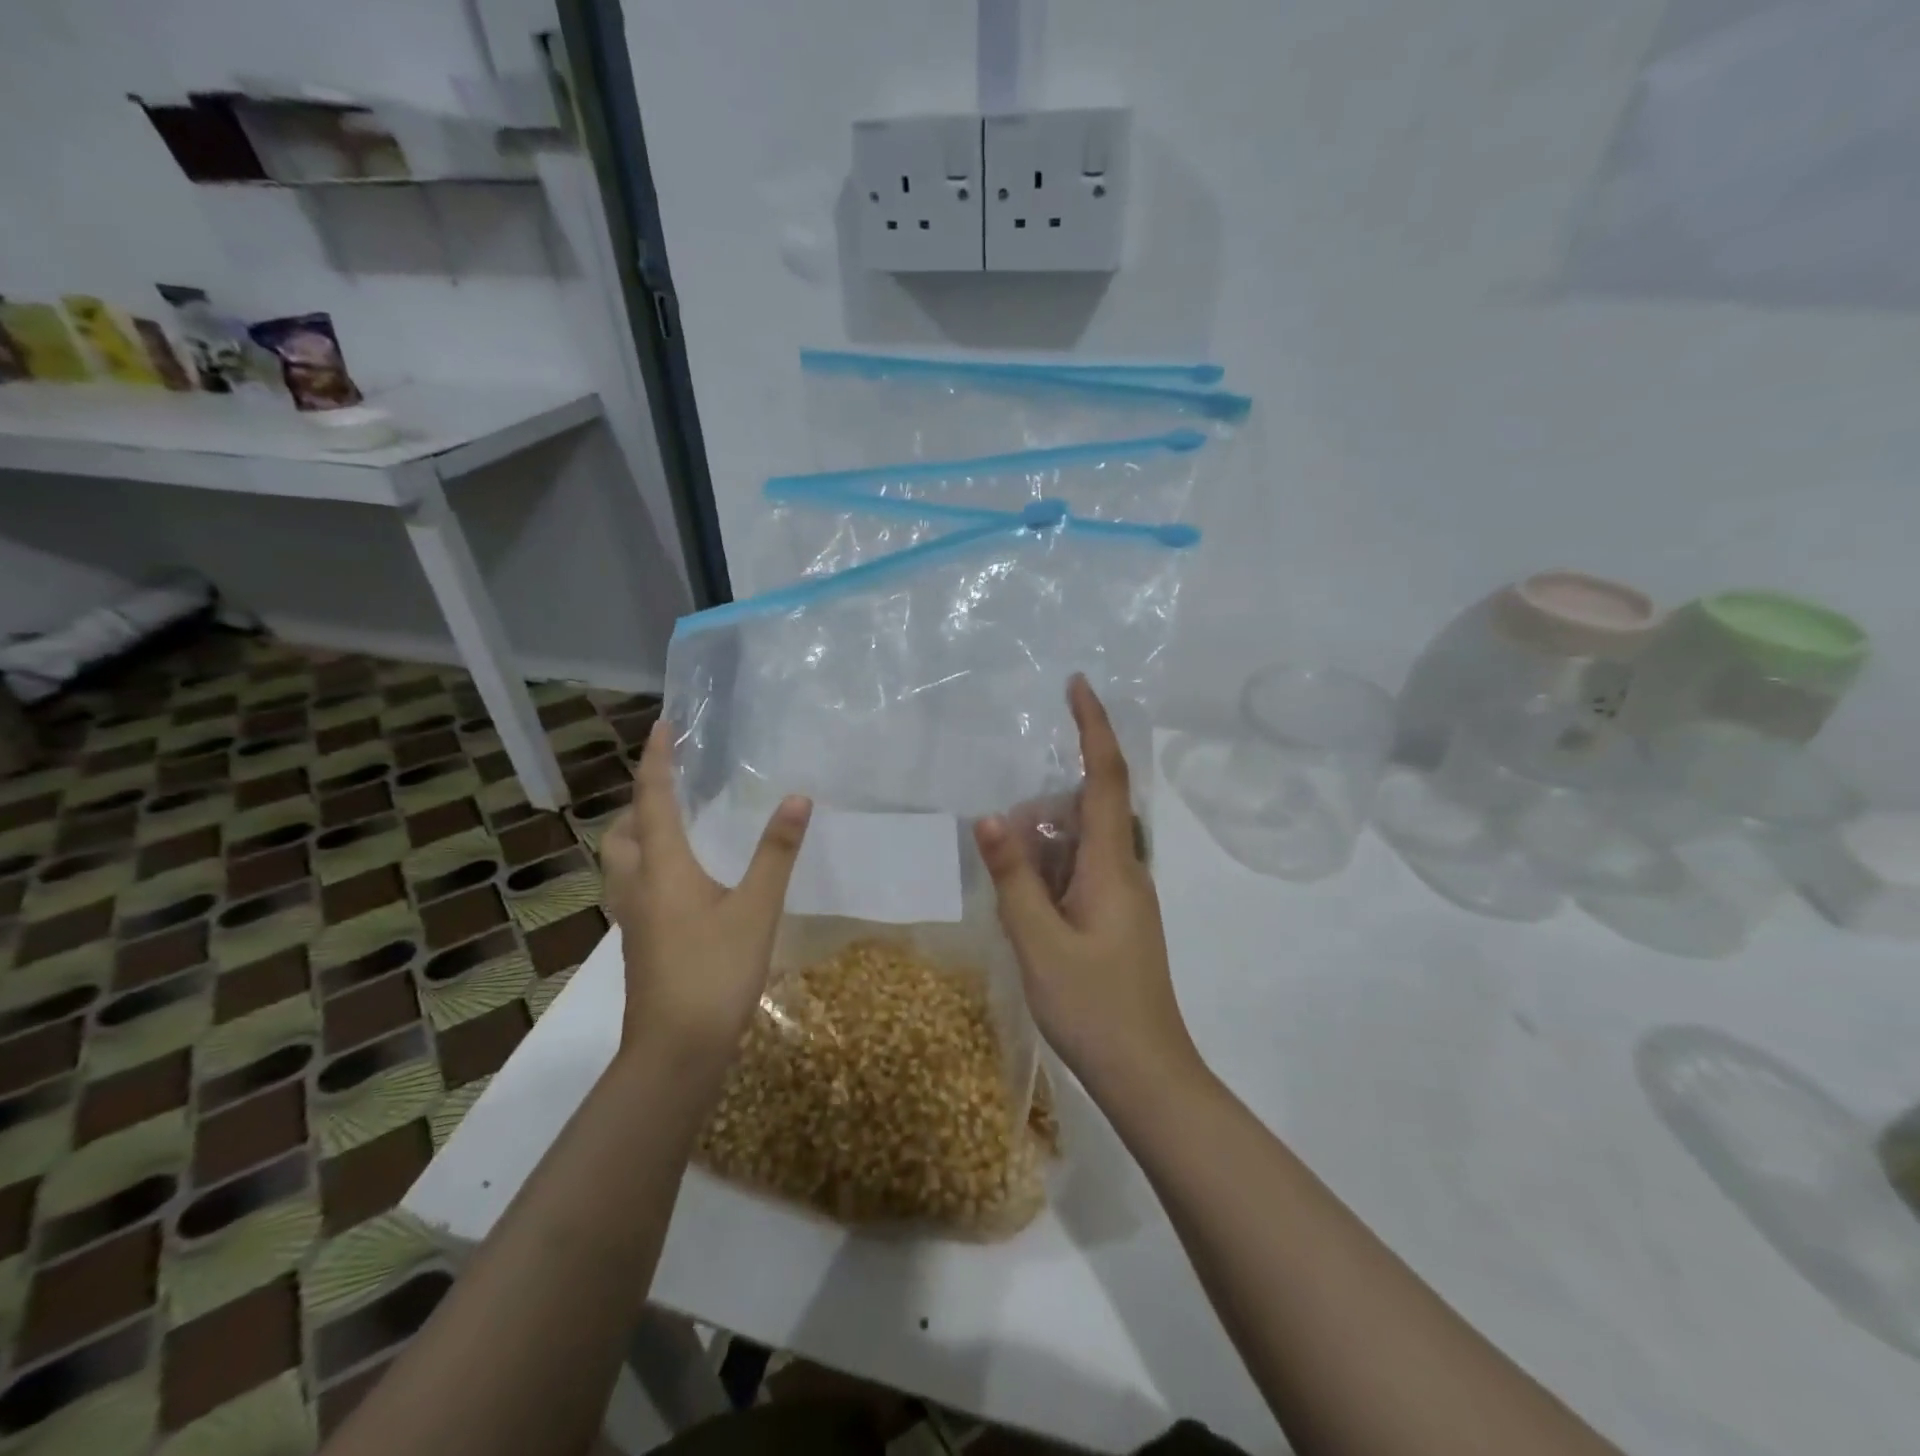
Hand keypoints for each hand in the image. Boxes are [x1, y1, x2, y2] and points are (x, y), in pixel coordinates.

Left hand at [599, 720, 811, 1073]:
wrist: (676, 1049)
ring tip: (674, 827)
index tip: (661, 726)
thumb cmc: (716, 971)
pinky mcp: (639, 941)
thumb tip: (796, 798)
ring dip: (637, 834)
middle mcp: (637, 885)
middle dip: (639, 801)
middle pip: (621, 831)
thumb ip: (776, 852)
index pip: (653, 799)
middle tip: (672, 787)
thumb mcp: (757, 908)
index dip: (657, 760)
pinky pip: (632, 886)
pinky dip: (646, 865)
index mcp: (662, 868)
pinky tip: (680, 881)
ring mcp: (632, 918)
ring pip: (619, 862)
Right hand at [974, 676, 1201, 1099]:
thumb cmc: (1094, 1007)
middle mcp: (1125, 870)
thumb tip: (990, 816)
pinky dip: (1049, 877)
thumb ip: (1014, 877)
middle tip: (1002, 845)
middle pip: (1084, 811)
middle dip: (1042, 809)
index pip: (1105, 777)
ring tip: (1010, 893)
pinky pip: (1079, 876)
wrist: (1147, 1074)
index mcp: (1113, 865)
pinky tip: (1025, 910)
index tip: (1077, 685)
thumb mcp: (1039, 941)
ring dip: (1041, 851)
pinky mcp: (1115, 919)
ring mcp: (1123, 897)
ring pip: (1078, 847)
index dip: (1093, 727)